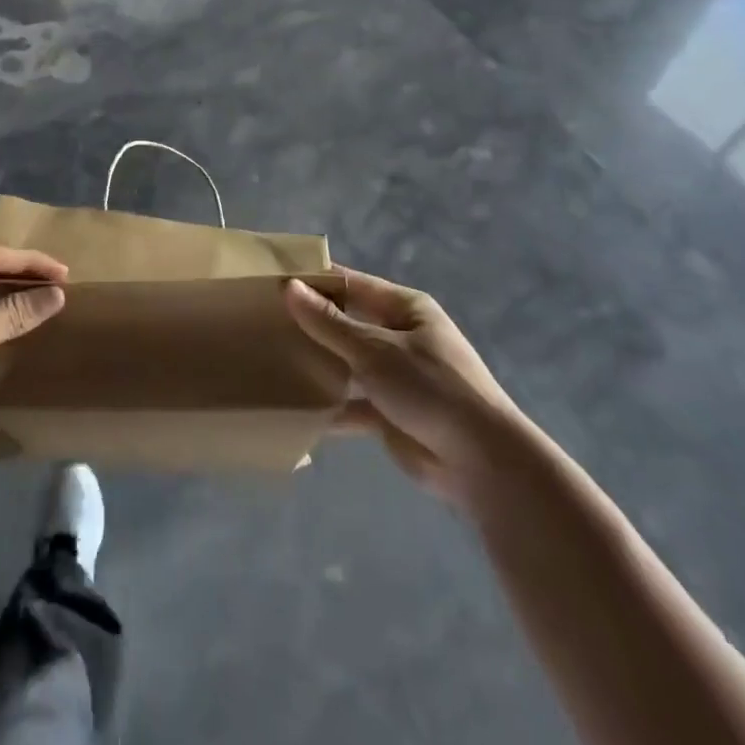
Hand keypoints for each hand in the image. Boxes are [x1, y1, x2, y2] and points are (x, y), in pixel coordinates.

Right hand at [286, 266, 521, 503]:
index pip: (351, 284)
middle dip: (311, 323)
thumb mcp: (375, 350)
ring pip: (346, 363)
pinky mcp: (389, 413)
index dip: (315, 280)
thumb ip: (329, 322)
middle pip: (346, 322)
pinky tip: (293, 407)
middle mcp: (399, 336)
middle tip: (262, 320)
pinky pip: (351, 402)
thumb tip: (289, 287)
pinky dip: (328, 405)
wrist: (482, 464)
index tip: (273, 280)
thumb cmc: (431, 389)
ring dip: (318, 364)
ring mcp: (395, 376)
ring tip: (269, 359)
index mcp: (404, 308)